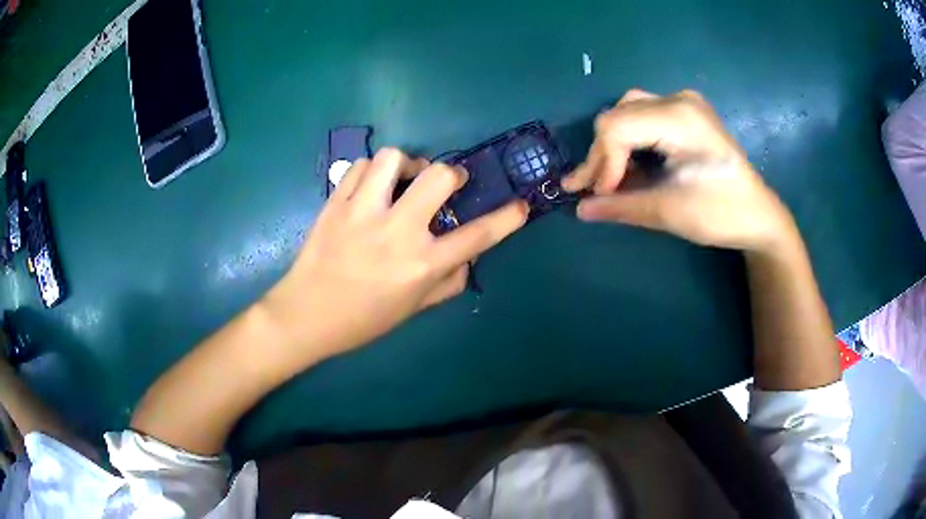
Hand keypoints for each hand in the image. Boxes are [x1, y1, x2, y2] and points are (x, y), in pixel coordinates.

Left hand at [263, 148, 527, 361]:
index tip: (519, 205)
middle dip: (451, 174)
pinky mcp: (336, 203)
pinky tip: (372, 187)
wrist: (306, 315)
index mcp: (422, 265)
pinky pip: (359, 166)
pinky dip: (372, 170)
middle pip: (439, 177)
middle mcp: (397, 232)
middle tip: (446, 184)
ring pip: (393, 159)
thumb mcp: (413, 309)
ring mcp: (363, 213)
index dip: (507, 218)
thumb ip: (448, 282)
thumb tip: (467, 256)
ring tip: (403, 180)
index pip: (478, 236)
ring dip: (407, 164)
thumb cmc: (363, 320)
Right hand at [562, 89, 796, 251]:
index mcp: (680, 118)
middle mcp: (678, 100)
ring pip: (627, 112)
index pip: (617, 127)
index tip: (601, 196)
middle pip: (618, 116)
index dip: (602, 163)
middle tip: (594, 190)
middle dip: (602, 155)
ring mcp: (684, 103)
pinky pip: (643, 116)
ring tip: (610, 178)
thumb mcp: (669, 212)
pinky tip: (630, 164)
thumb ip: (621, 206)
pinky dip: (630, 141)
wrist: (758, 215)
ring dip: (613, 147)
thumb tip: (580, 209)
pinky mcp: (686, 113)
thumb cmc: (721, 214)